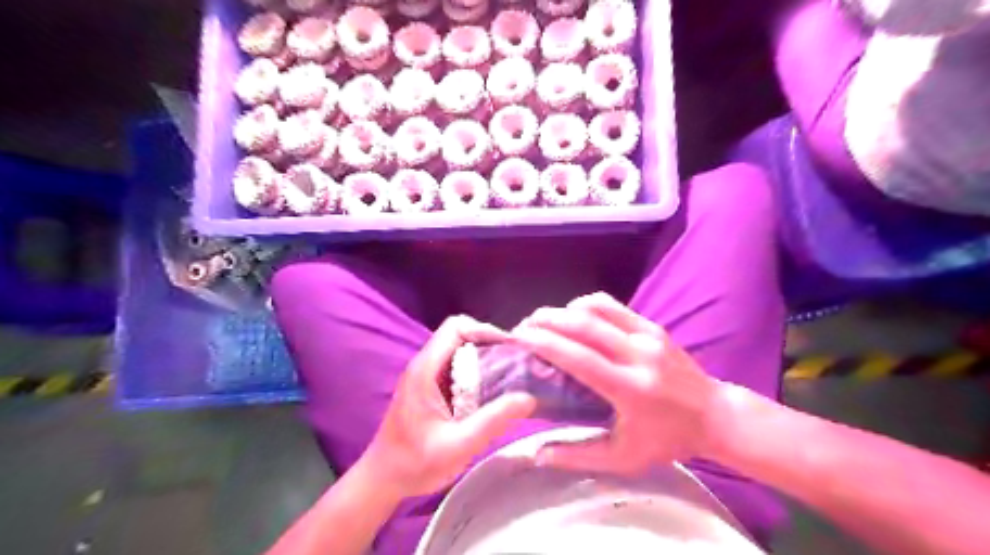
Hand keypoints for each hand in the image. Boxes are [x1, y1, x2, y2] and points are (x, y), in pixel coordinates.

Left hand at [363, 316, 533, 498]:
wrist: (381, 480)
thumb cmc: (414, 464)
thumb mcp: (458, 446)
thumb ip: (492, 421)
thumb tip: (528, 398)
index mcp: (425, 369)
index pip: (456, 327)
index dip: (485, 330)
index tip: (512, 347)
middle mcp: (425, 365)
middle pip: (461, 334)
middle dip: (491, 343)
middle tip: (518, 362)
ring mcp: (426, 375)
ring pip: (461, 350)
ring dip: (486, 357)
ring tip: (513, 374)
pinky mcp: (430, 388)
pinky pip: (458, 367)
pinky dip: (479, 371)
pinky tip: (495, 391)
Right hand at [511, 293, 719, 475]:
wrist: (716, 416)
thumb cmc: (667, 440)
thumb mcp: (623, 458)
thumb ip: (578, 456)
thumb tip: (537, 453)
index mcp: (630, 389)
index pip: (578, 357)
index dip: (544, 342)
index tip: (518, 337)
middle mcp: (638, 355)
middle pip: (583, 324)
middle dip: (546, 319)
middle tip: (523, 326)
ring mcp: (648, 335)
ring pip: (596, 307)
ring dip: (564, 309)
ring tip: (544, 322)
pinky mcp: (652, 325)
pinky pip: (612, 306)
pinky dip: (585, 306)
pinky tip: (573, 316)